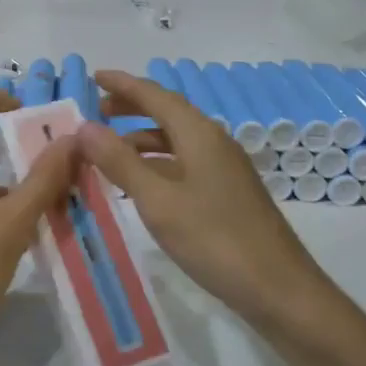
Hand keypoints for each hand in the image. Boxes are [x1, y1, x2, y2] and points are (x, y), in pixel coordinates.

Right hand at [77, 70, 332, 328]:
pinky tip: (140, 184)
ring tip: (107, 151)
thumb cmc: (215, 240)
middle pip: (167, 112)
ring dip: (141, 139)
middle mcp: (213, 142)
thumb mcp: (158, 201)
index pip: (155, 95)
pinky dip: (156, 163)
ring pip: (175, 140)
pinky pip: (184, 162)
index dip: (122, 84)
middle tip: (96, 111)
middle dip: (131, 107)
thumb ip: (120, 161)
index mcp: (199, 134)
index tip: (93, 75)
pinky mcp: (227, 192)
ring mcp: (223, 168)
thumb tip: (85, 126)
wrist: (279, 290)